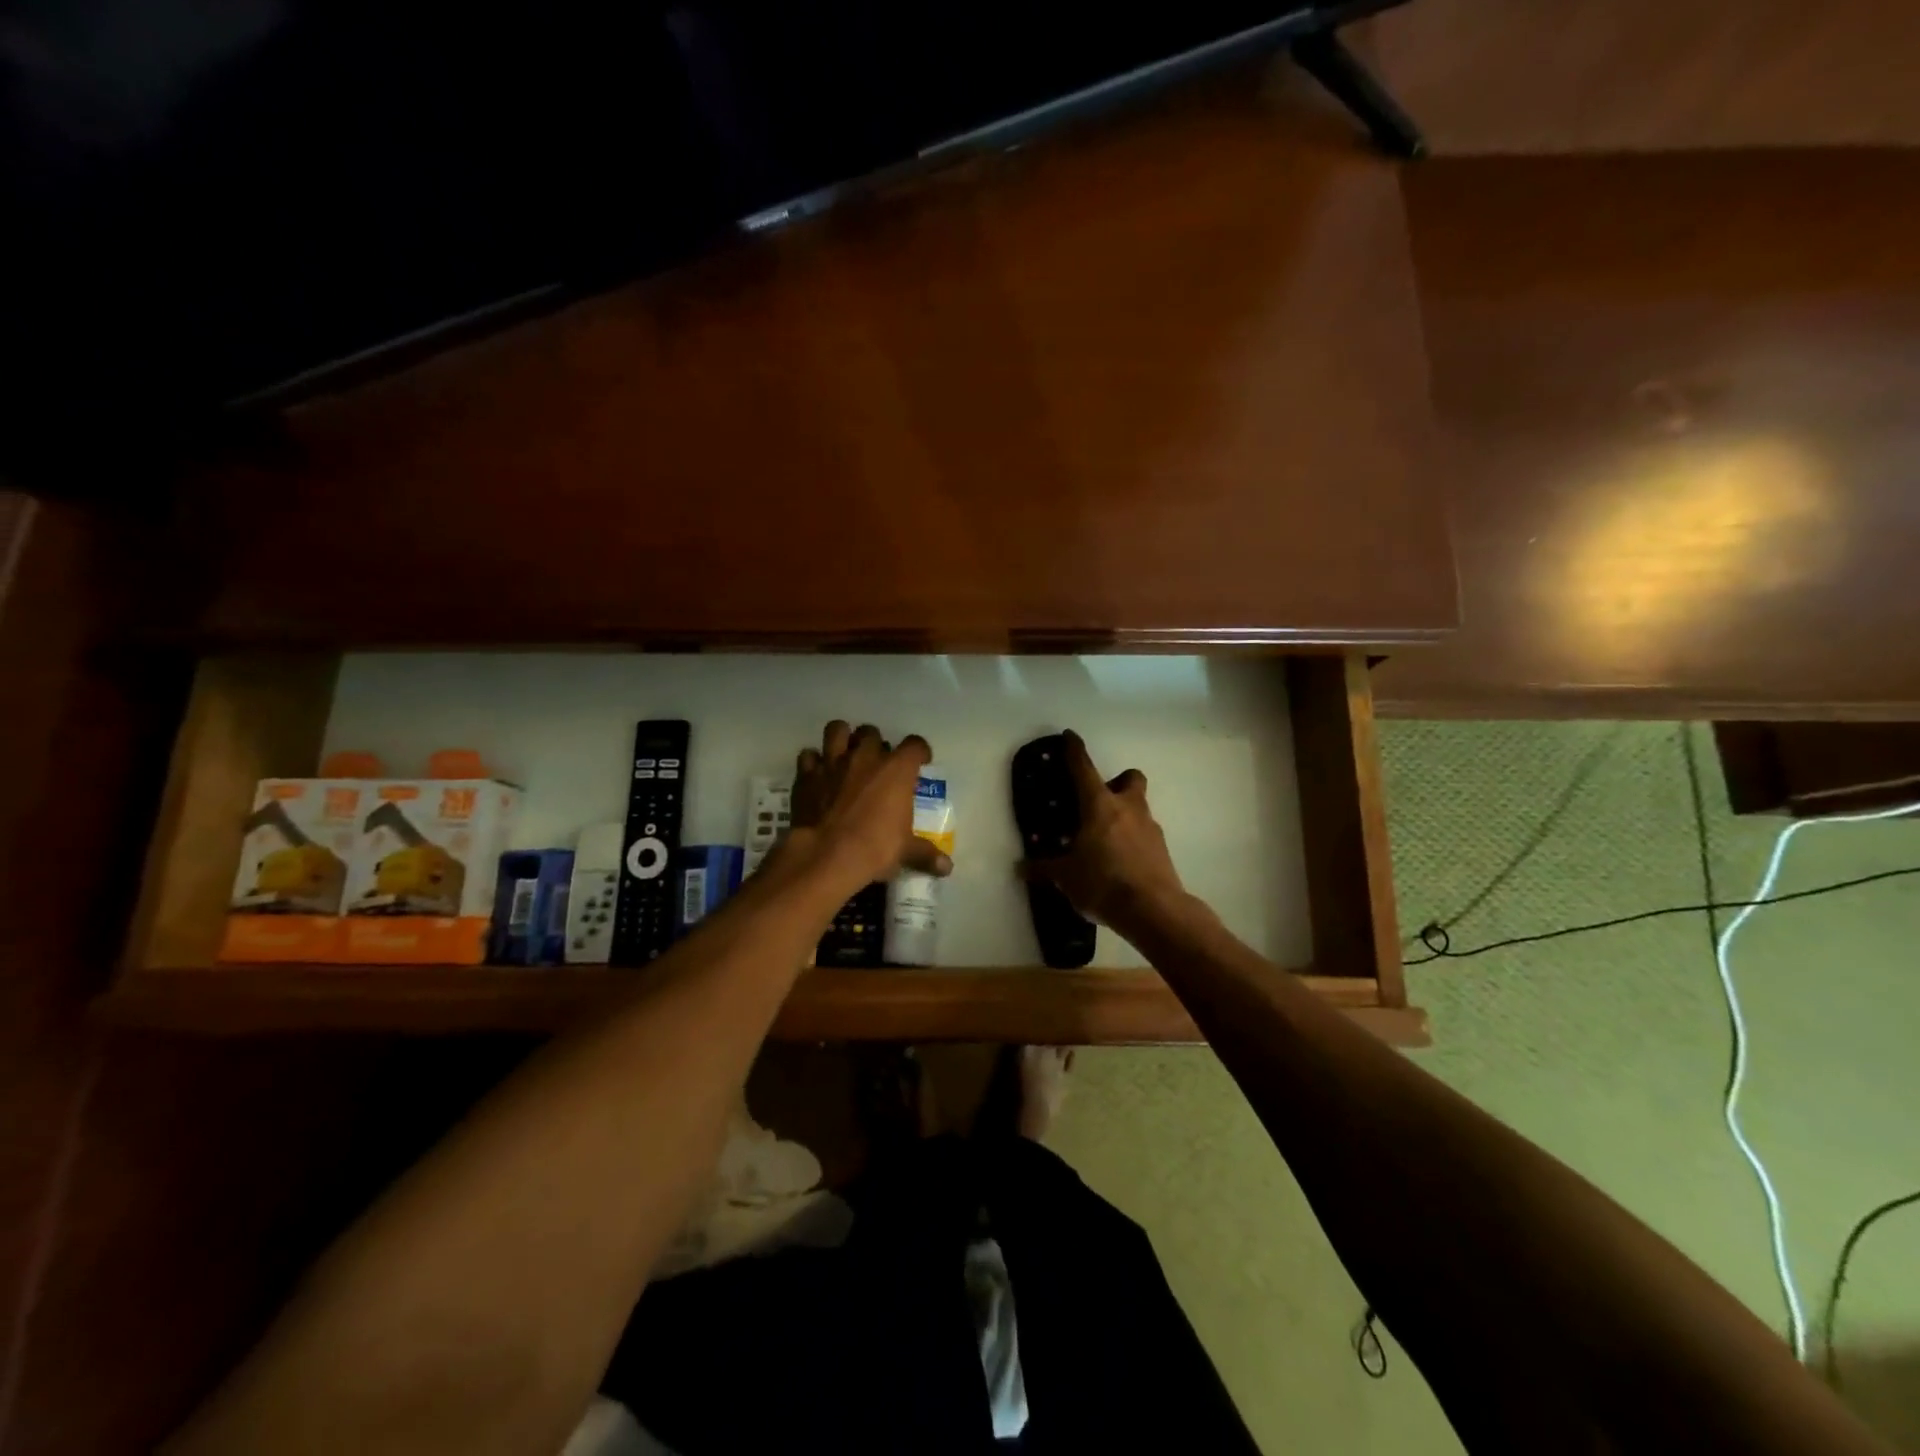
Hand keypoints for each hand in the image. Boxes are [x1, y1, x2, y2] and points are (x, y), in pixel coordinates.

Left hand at [784, 721, 952, 890]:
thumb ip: (926, 854)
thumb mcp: (905, 852)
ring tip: (846, 754)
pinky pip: (808, 755)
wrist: (826, 855)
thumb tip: (947, 867)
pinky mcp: (806, 775)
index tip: (920, 762)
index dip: (919, 752)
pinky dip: (813, 762)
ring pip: (837, 730)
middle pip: (872, 732)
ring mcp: (833, 762)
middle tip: (877, 762)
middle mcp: (865, 757)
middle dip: (876, 743)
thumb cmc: (874, 848)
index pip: (914, 745)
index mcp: (896, 770)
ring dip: (842, 738)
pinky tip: (818, 774)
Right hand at [1021, 731, 1189, 936]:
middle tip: (1099, 800)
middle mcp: (1128, 808)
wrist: (1154, 911)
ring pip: (1139, 807)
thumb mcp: (1066, 877)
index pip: (1084, 769)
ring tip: (1104, 839)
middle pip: (1130, 779)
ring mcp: (1150, 828)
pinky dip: (1132, 841)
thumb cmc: (1103, 883)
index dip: (1075, 751)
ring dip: (1125, 815)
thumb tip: (1020, 867)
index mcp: (1100, 805)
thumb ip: (1044, 868)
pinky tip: (1119, 862)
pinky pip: (1144, 835)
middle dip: (1118, 782)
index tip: (1070, 736)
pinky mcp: (1162, 850)